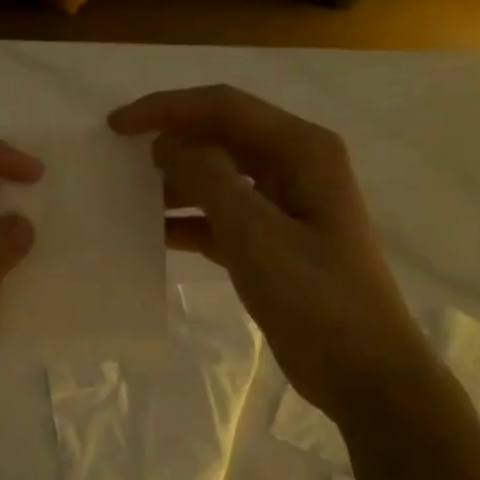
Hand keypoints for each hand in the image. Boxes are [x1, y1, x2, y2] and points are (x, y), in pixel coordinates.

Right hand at [109, 85, 418, 415]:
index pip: (223, 107)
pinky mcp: (273, 242)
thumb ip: (208, 179)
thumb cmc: (315, 298)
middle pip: (221, 136)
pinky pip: (222, 217)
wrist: (363, 372)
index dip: (166, 109)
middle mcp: (295, 166)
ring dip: (175, 182)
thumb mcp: (255, 234)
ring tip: (126, 194)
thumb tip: (168, 143)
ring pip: (219, 177)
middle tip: (116, 156)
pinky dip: (189, 220)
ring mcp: (285, 205)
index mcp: (301, 150)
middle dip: (170, 140)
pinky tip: (152, 233)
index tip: (116, 126)